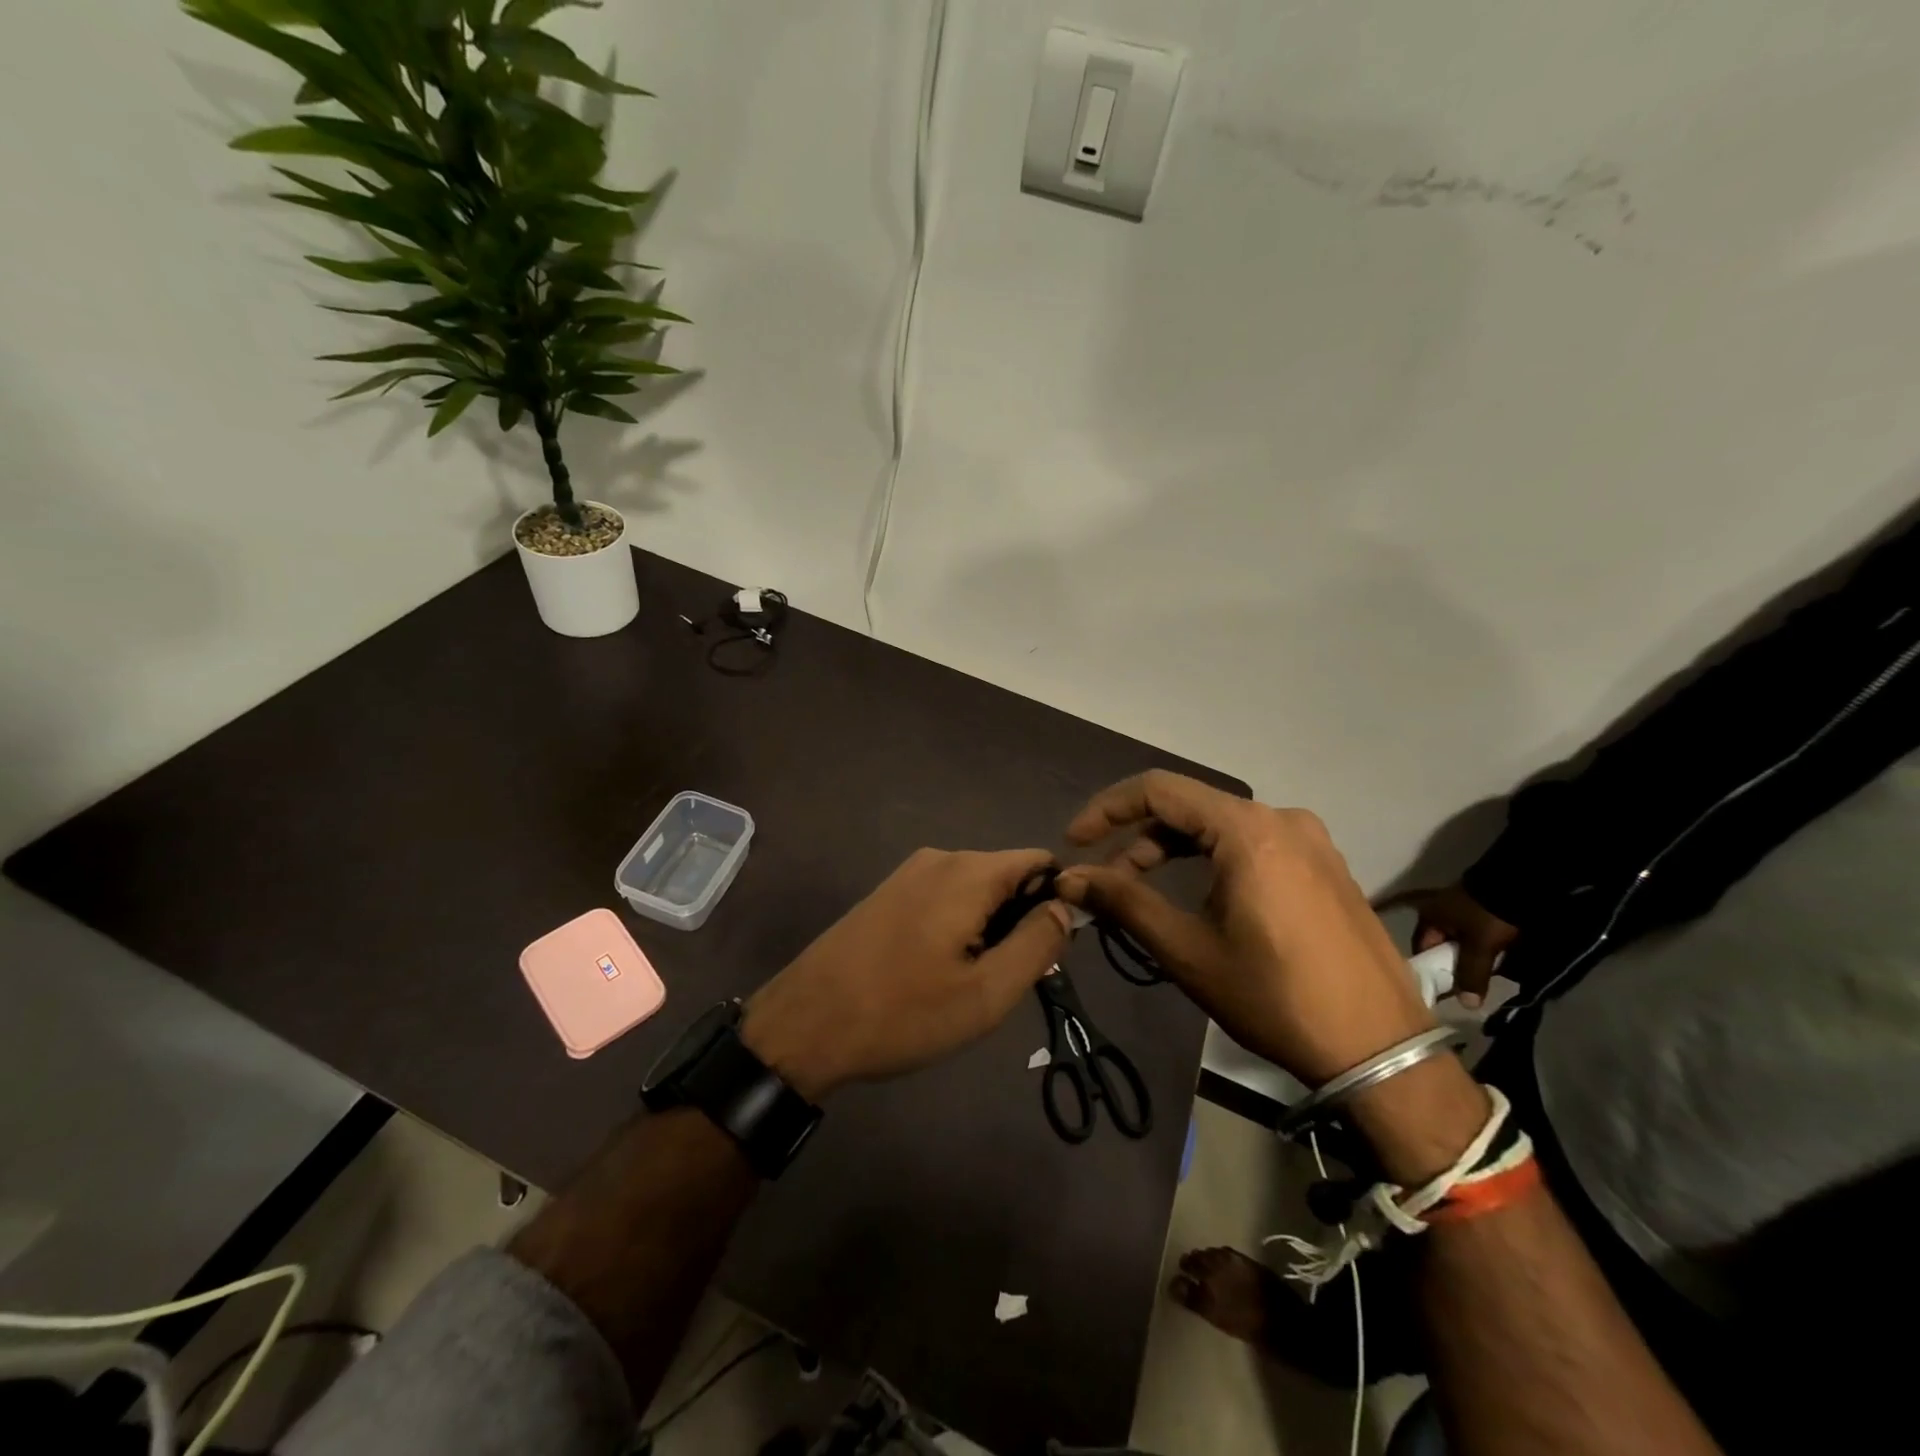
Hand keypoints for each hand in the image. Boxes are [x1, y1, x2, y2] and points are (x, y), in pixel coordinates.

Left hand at [741, 848, 1070, 1100]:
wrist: (804, 1025)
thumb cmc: (902, 1012)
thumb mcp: (986, 993)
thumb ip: (1037, 944)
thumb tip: (1065, 907)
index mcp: (969, 872)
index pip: (1040, 861)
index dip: (1058, 900)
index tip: (1050, 950)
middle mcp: (940, 858)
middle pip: (1007, 875)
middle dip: (1020, 920)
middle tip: (1006, 980)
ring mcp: (908, 873)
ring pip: (975, 891)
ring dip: (988, 929)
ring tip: (969, 983)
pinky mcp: (887, 893)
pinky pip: (944, 898)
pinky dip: (957, 927)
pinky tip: (937, 972)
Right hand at [1055, 771, 1433, 1086]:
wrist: (1380, 1050)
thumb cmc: (1274, 997)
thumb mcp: (1187, 950)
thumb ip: (1123, 902)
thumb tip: (1068, 878)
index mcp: (1247, 830)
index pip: (1158, 790)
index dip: (1107, 809)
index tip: (1075, 842)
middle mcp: (1281, 819)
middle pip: (1189, 807)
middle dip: (1139, 839)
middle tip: (1105, 878)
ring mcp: (1310, 840)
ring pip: (1220, 826)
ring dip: (1174, 850)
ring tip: (1143, 889)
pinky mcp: (1324, 864)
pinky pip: (1253, 843)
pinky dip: (1212, 858)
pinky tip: (1199, 895)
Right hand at [1386, 883, 1517, 1008]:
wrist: (1517, 885)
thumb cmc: (1487, 915)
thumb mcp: (1479, 946)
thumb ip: (1471, 974)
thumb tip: (1466, 1005)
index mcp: (1428, 917)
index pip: (1422, 950)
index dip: (1432, 971)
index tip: (1445, 990)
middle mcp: (1437, 913)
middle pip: (1440, 947)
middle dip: (1454, 966)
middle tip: (1468, 987)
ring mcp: (1457, 910)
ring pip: (1458, 943)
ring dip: (1469, 959)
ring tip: (1483, 977)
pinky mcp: (1477, 911)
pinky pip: (1472, 937)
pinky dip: (1480, 950)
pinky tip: (1493, 961)